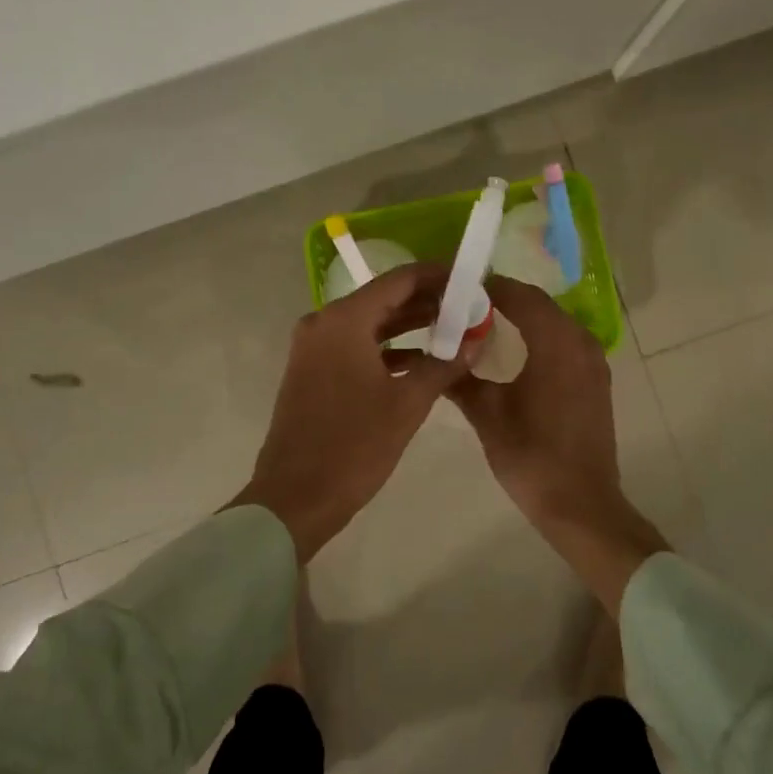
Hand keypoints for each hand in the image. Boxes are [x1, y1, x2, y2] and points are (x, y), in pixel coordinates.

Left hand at [237, 262, 473, 560]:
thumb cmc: (354, 446)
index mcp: (344, 320)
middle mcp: (324, 323)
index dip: (438, 276)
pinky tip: (422, 361)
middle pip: (384, 298)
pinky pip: (356, 346)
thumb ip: (444, 364)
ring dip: (409, 325)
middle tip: (470, 306)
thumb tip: (476, 341)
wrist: (296, 498)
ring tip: (454, 329)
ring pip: (370, 323)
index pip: (399, 280)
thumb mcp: (407, 404)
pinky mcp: (313, 371)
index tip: (471, 279)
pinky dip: (388, 349)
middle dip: (428, 301)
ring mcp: (314, 347)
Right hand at [448, 276, 667, 612]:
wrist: (581, 504)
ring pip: (554, 322)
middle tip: (465, 306)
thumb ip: (460, 379)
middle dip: (503, 299)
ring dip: (523, 317)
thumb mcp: (487, 416)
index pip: (520, 296)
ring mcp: (593, 361)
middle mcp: (580, 342)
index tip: (456, 289)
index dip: (488, 287)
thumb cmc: (531, 457)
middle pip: (539, 304)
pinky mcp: (596, 380)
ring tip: (484, 325)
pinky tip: (515, 352)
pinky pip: (565, 341)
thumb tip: (435, 355)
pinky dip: (539, 336)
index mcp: (555, 343)